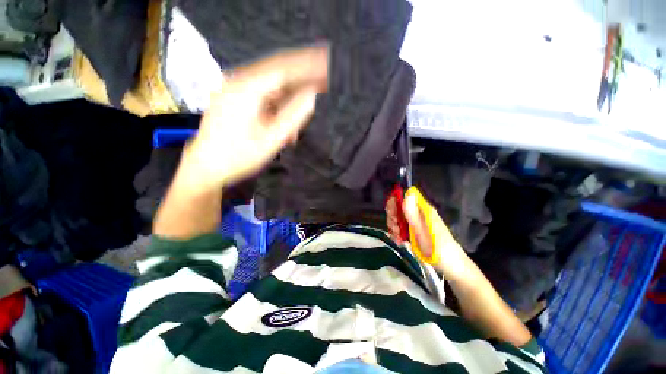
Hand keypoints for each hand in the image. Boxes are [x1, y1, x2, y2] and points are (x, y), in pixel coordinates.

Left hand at [182, 46, 328, 189]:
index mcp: (246, 87)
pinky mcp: (235, 100)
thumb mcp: (271, 138)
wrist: (206, 168)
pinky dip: (277, 111)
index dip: (308, 67)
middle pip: (278, 75)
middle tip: (321, 88)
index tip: (327, 68)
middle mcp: (239, 82)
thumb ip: (294, 115)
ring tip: (295, 130)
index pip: (284, 68)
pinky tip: (283, 129)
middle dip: (301, 83)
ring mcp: (235, 90)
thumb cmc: (238, 156)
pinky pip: (263, 99)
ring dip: (289, 105)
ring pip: (272, 90)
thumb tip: (312, 96)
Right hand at [400, 189, 471, 279]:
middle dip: (392, 217)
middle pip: (398, 206)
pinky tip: (399, 240)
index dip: (394, 202)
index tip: (392, 215)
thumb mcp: (422, 232)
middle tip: (396, 229)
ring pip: (397, 217)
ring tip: (398, 238)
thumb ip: (413, 214)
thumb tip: (407, 194)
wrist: (451, 266)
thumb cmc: (438, 249)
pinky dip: (397, 232)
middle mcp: (418, 212)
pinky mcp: (415, 229)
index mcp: (422, 209)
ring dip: (394, 226)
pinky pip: (401, 226)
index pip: (403, 196)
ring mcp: (416, 221)